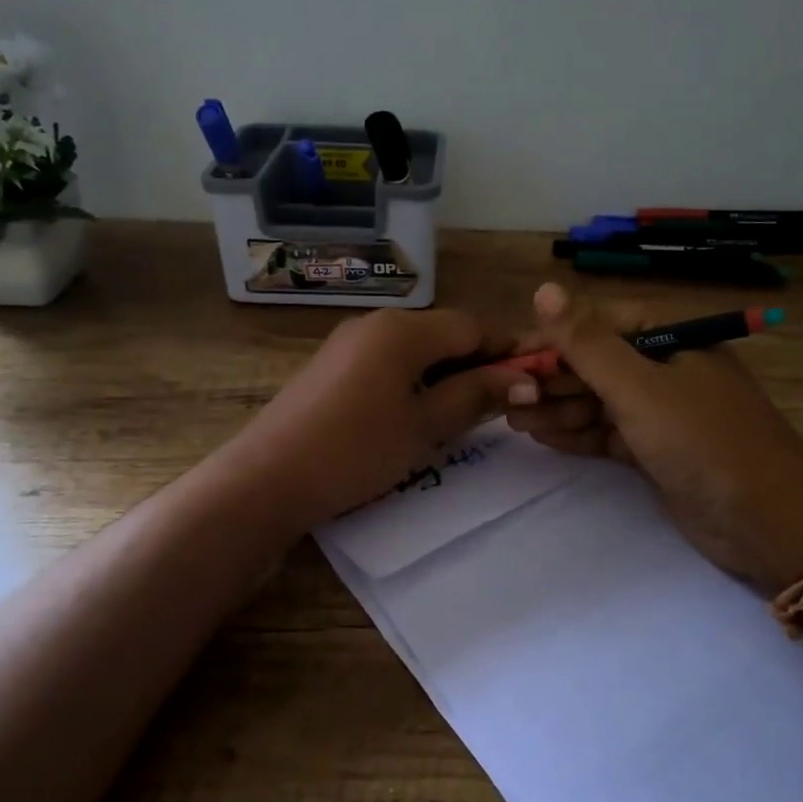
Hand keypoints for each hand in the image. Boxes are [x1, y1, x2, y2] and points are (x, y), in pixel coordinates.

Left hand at [220, 308, 529, 535]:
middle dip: (476, 364)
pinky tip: (416, 415)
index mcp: (403, 329)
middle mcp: (376, 323)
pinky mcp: (332, 367)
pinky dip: (413, 382)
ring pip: (416, 350)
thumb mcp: (426, 426)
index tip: (533, 381)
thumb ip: (477, 395)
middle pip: (444, 334)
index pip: (472, 327)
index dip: (507, 351)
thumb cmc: (357, 449)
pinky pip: (388, 363)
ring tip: (461, 416)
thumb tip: (525, 379)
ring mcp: (349, 343)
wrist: (269, 478)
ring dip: (446, 375)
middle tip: (500, 407)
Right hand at [504, 283, 802, 591]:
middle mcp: (665, 369)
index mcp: (670, 338)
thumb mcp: (638, 387)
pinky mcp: (657, 451)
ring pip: (598, 401)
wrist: (767, 521)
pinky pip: (607, 433)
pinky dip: (578, 434)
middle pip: (595, 364)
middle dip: (551, 379)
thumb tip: (543, 288)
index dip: (552, 339)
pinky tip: (543, 437)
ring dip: (558, 408)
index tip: (509, 358)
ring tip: (513, 420)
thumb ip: (587, 343)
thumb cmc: (702, 441)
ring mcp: (662, 412)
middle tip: (506, 397)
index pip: (598, 325)